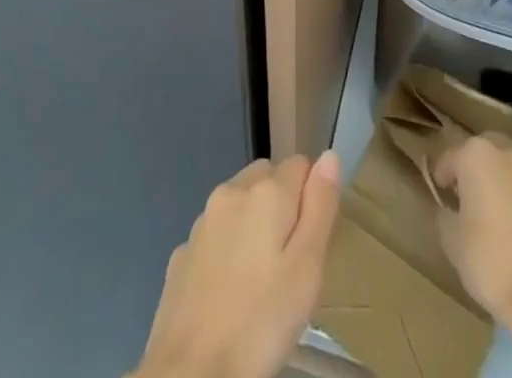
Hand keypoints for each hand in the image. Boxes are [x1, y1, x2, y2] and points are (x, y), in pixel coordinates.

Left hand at [133, 151, 341, 377]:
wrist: (191, 372)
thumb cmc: (261, 322)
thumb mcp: (307, 269)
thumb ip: (320, 207)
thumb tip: (329, 155)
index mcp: (265, 192)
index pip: (301, 164)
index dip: (313, 195)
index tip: (314, 240)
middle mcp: (231, 192)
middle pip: (267, 177)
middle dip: (283, 204)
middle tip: (292, 262)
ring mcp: (202, 222)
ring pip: (239, 204)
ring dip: (254, 223)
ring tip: (264, 280)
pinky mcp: (182, 253)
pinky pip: (215, 235)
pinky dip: (227, 248)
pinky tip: (231, 291)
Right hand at [433, 133, 511, 324]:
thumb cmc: (489, 258)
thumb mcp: (450, 238)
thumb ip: (446, 214)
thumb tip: (451, 210)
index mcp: (476, 154)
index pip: (449, 157)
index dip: (441, 177)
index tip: (439, 195)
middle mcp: (507, 153)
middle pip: (482, 153)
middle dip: (471, 170)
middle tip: (462, 196)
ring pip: (505, 170)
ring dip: (495, 183)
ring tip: (486, 213)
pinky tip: (508, 227)